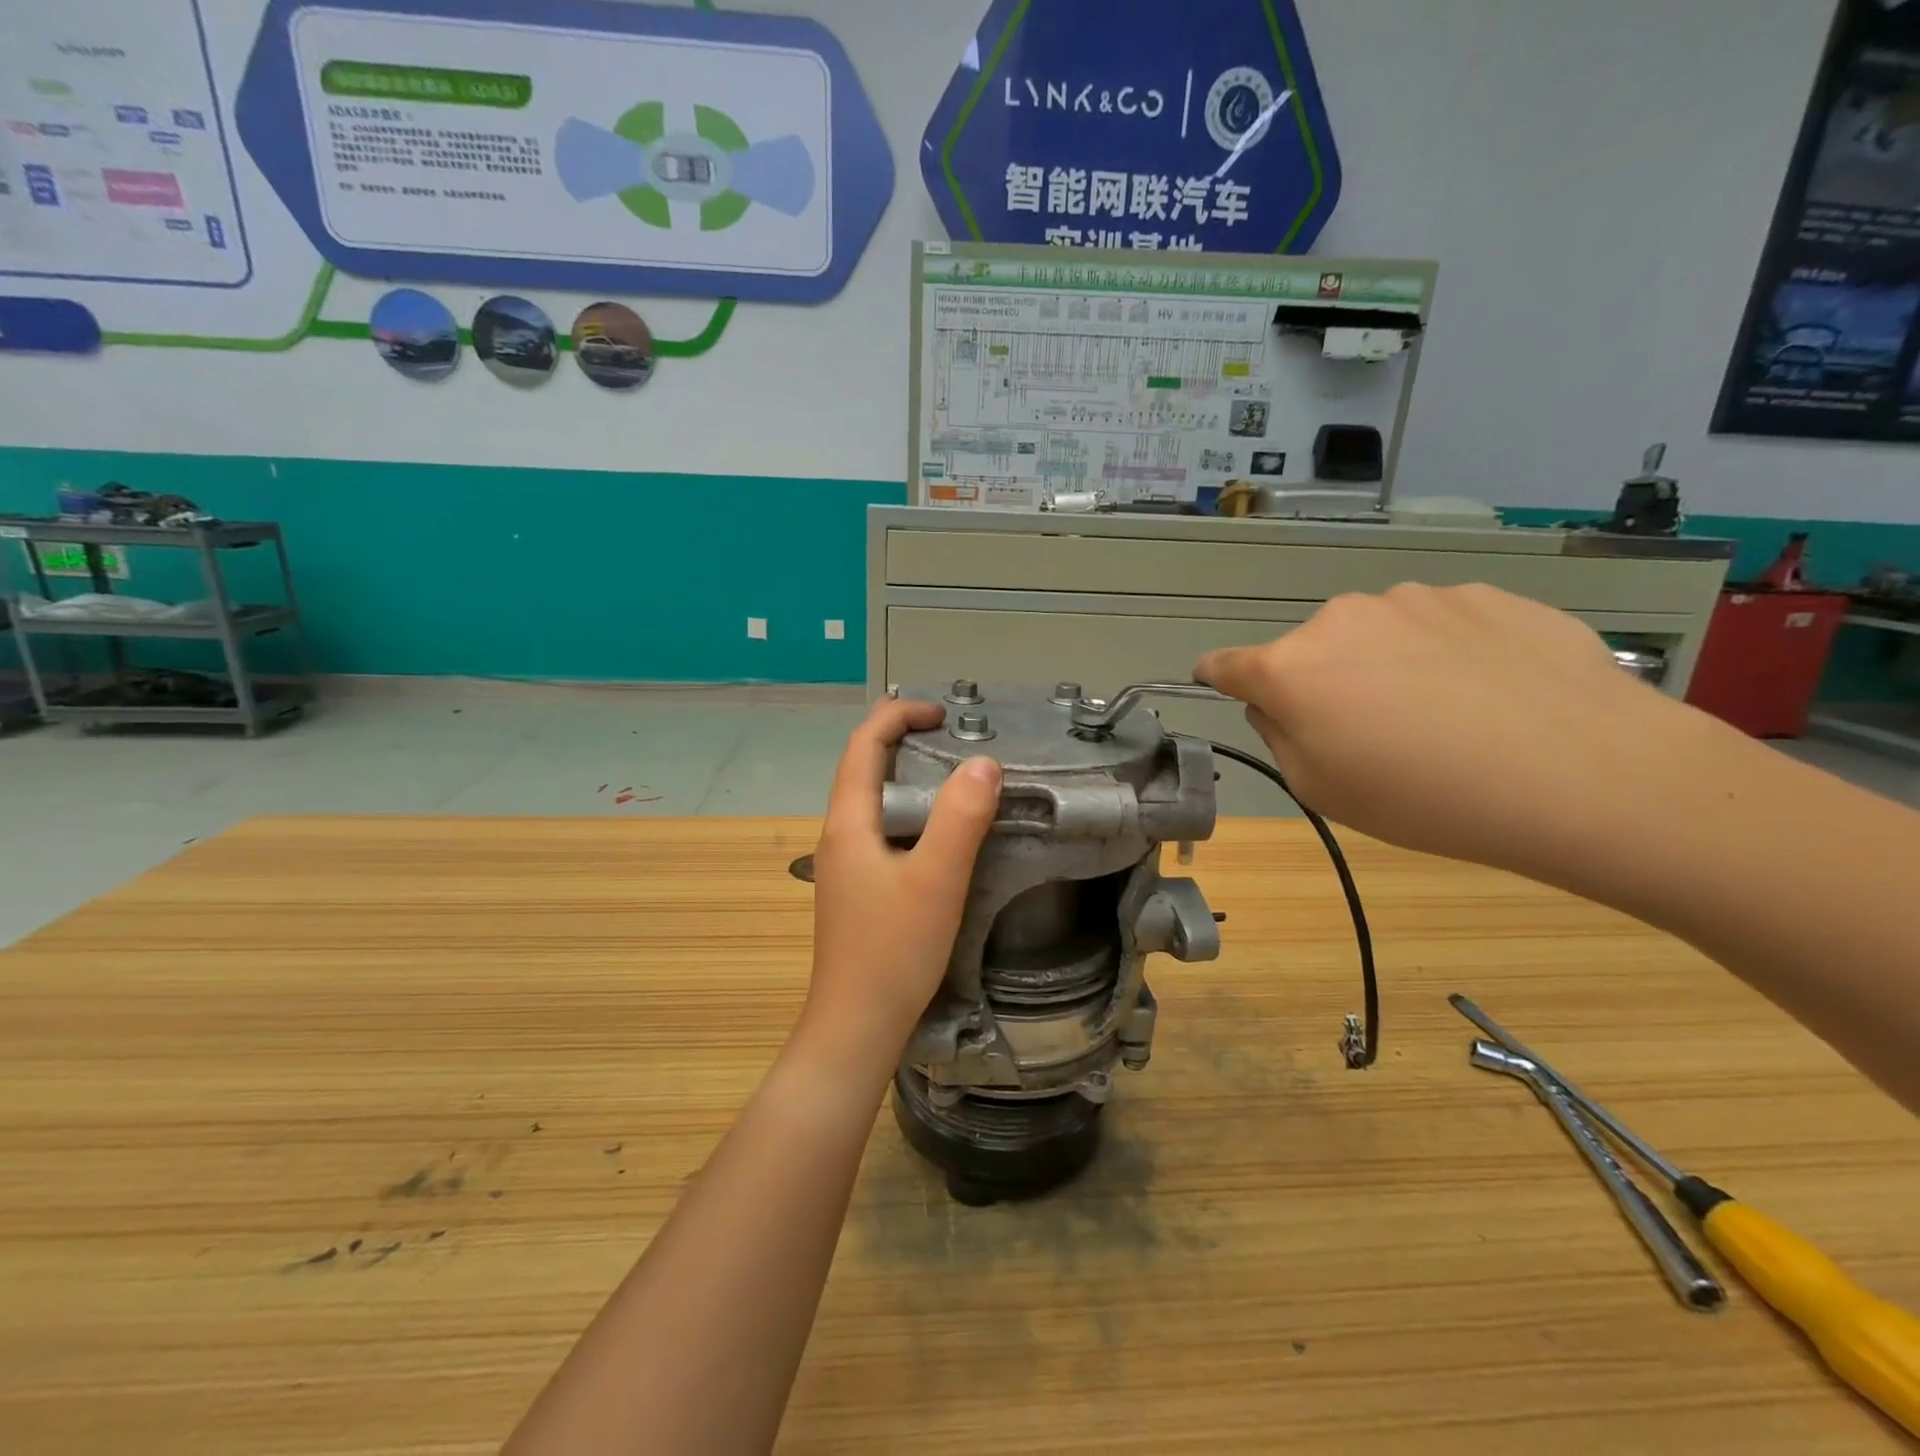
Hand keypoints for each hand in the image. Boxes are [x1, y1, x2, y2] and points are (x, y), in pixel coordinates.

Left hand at [804, 698, 1001, 1062]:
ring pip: (872, 800)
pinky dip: (909, 809)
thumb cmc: (893, 951)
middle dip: (901, 738)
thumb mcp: (936, 880)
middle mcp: (839, 835)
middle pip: (863, 767)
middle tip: (952, 734)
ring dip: (906, 774)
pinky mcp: (858, 888)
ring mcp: (845, 864)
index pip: (863, 746)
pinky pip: (881, 828)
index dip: (897, 716)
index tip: (941, 712)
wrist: (856, 1026)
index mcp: (849, 823)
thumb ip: (960, 819)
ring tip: (952, 771)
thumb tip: (983, 763)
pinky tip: (938, 830)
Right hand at [1195, 584, 1677, 871]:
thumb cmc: (1425, 797)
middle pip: (1311, 651)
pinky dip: (1447, 654)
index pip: (1228, 664)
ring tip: (1445, 714)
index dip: (1217, 676)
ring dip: (1387, 664)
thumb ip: (1279, 736)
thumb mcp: (1322, 790)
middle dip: (1324, 682)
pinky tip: (1492, 694)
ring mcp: (1416, 599)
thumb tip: (1275, 703)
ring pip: (1378, 634)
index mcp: (1291, 669)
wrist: (1582, 772)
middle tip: (1371, 732)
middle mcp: (1341, 619)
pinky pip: (1440, 626)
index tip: (1215, 681)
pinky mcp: (1484, 595)